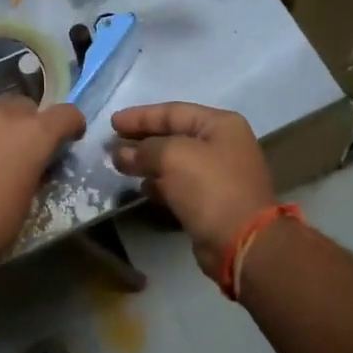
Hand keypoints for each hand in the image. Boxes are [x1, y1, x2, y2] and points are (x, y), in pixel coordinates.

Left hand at [0, 97, 86, 272]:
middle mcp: (1, 113)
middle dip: (29, 124)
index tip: (69, 138)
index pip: (66, 114)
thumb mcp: (27, 199)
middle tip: (22, 149)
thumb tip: (34, 163)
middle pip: (25, 106)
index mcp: (32, 133)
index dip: (71, 125)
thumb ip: (35, 169)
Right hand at [112, 103, 276, 275]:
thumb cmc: (209, 187)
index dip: (140, 116)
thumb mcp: (173, 156)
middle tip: (111, 143)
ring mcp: (218, 175)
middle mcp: (222, 145)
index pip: (173, 111)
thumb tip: (120, 153)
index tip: (112, 123)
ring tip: (119, 165)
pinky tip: (141, 188)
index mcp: (220, 124)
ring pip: (175, 162)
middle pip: (174, 135)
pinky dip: (159, 184)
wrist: (241, 241)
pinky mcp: (211, 202)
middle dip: (141, 139)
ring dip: (147, 163)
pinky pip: (179, 185)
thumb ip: (143, 149)